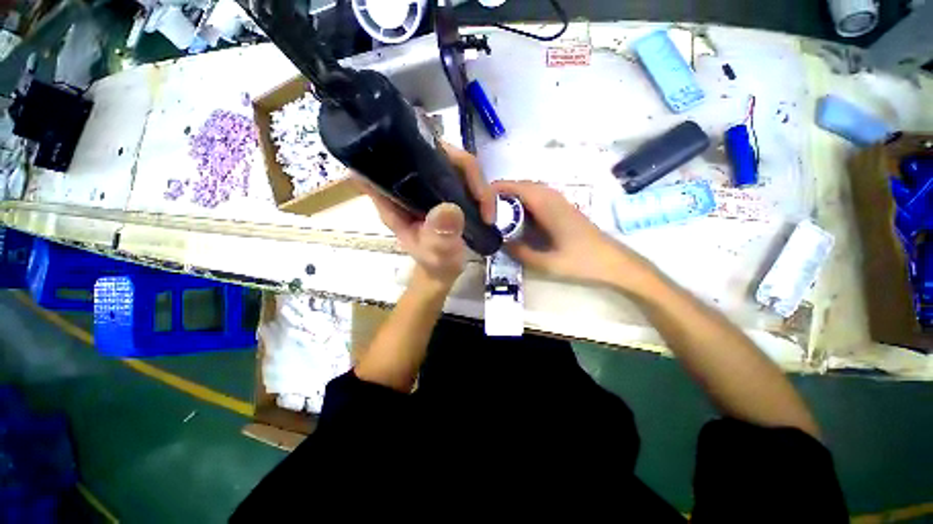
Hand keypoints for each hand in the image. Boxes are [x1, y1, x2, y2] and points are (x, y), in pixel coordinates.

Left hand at [354, 144, 494, 286]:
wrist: (444, 271)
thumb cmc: (435, 264)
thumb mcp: (436, 255)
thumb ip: (440, 237)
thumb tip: (450, 209)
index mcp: (393, 198)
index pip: (396, 157)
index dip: (415, 147)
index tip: (442, 163)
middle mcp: (409, 184)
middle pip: (434, 153)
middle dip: (465, 170)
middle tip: (482, 198)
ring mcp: (429, 184)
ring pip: (454, 163)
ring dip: (477, 181)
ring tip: (487, 207)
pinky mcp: (445, 188)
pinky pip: (464, 176)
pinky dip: (479, 187)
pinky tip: (485, 205)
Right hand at [492, 181, 657, 289]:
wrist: (613, 261)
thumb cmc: (582, 261)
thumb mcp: (546, 263)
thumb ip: (520, 252)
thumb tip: (499, 242)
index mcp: (547, 205)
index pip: (515, 187)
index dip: (494, 190)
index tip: (477, 202)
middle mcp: (552, 196)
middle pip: (519, 186)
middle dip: (499, 195)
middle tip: (483, 211)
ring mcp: (558, 200)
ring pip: (528, 191)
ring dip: (511, 199)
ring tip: (495, 216)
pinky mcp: (562, 207)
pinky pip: (536, 198)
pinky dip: (522, 204)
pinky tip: (516, 221)